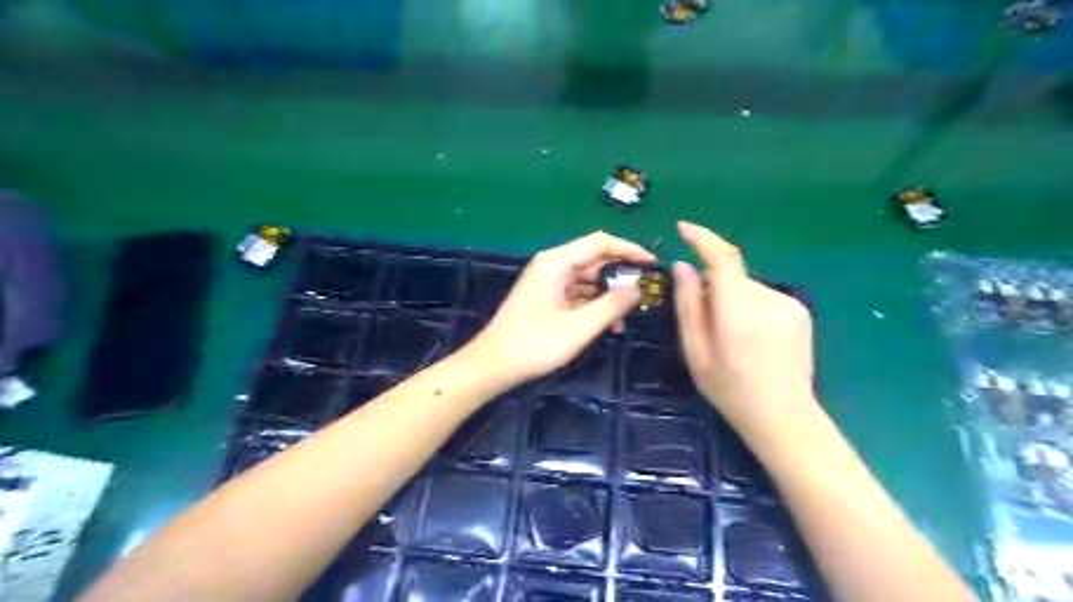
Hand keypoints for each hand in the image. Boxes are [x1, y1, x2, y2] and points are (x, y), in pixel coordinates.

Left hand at [469, 231, 654, 384]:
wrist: (492, 365)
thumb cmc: (534, 344)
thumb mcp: (579, 327)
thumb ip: (611, 305)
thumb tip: (636, 289)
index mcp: (556, 262)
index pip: (600, 243)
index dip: (629, 250)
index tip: (653, 264)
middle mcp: (552, 265)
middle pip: (594, 260)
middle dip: (620, 276)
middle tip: (645, 293)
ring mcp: (548, 282)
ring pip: (587, 280)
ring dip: (608, 295)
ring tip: (628, 316)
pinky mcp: (546, 299)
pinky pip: (577, 294)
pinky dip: (593, 306)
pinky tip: (608, 325)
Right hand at [673, 220, 819, 436]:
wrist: (783, 416)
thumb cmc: (729, 390)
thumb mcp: (695, 352)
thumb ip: (688, 305)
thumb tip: (682, 266)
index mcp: (738, 312)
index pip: (722, 259)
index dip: (702, 239)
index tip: (683, 228)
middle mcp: (767, 299)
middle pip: (731, 276)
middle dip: (712, 287)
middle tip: (704, 321)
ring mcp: (789, 304)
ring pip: (746, 286)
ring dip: (731, 299)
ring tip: (731, 337)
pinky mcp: (800, 310)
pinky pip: (762, 296)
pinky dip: (749, 306)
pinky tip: (753, 338)